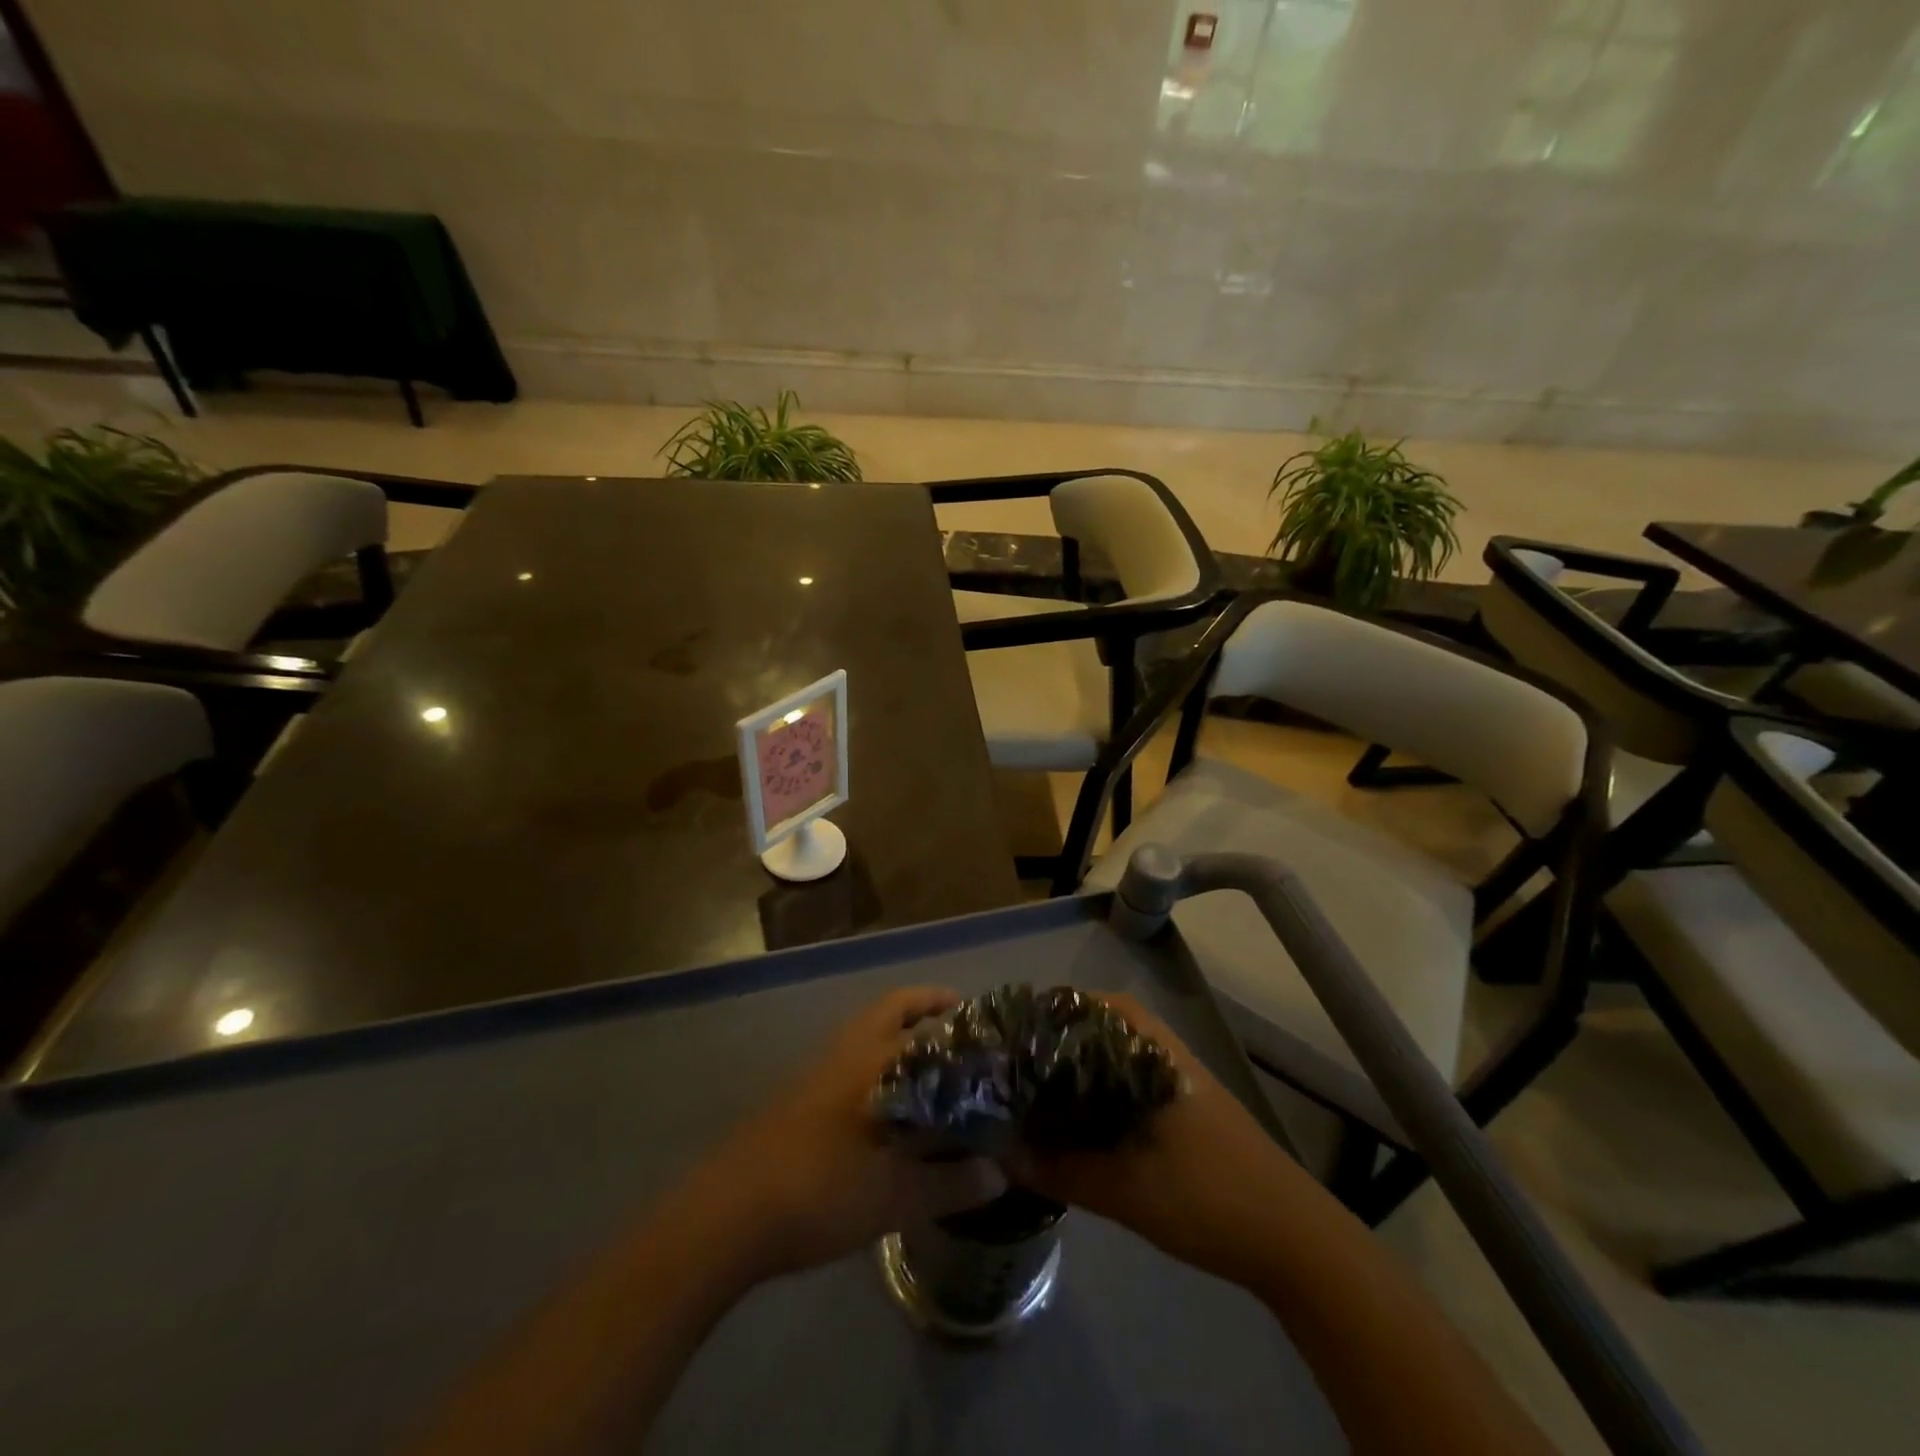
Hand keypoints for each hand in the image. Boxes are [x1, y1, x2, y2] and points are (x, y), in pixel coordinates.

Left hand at [679, 987, 1005, 1280]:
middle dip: (919, 1011)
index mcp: (868, 1062)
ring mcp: (814, 1077)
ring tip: (932, 1072)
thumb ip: (949, 1184)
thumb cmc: (818, 1191)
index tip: (972, 1011)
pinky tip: (890, 1113)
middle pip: (884, 1012)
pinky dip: (875, 1072)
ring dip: (896, 1042)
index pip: (908, 1012)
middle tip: (955, 1026)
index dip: (939, 1004)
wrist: (728, 1217)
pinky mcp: (796, 1104)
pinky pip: (848, 1069)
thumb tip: (999, 1175)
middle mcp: (842, 1056)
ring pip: (863, 1040)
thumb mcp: (893, 1196)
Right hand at [1008, 994, 1314, 1284]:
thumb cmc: (1207, 1196)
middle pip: (1092, 1026)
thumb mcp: (1125, 1190)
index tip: (1004, 1037)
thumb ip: (1061, 1171)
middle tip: (1010, 1068)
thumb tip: (1002, 1154)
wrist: (1291, 1236)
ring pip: (1109, 1054)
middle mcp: (1158, 1048)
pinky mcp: (1181, 1103)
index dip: (1040, 1016)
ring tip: (1033, 1091)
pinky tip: (1077, 1120)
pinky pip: (1125, 1078)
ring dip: (1074, 1067)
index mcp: (1147, 1049)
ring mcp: (1173, 1074)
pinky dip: (1095, 1088)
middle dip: (1051, 1043)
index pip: (1083, 1006)